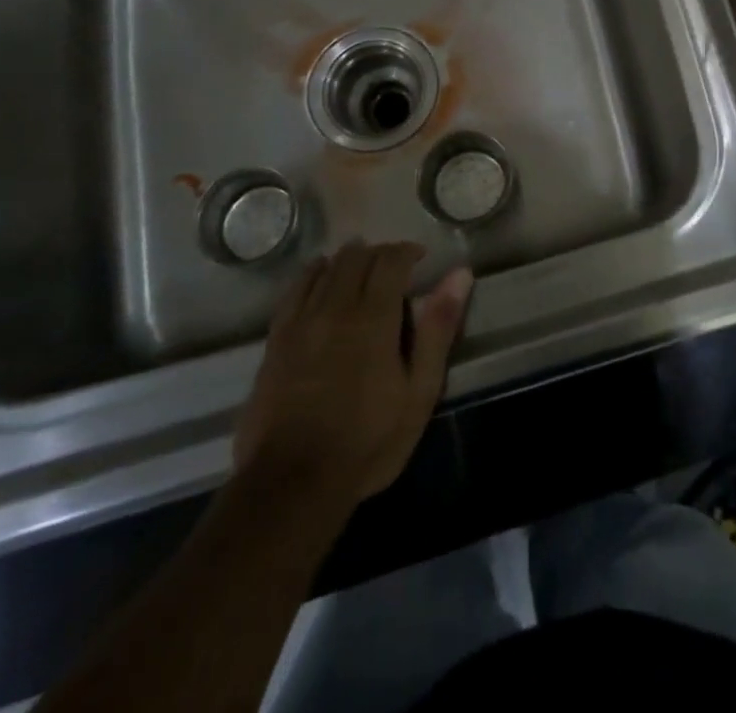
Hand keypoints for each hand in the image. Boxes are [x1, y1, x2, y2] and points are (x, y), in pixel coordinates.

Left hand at [234, 242, 472, 504]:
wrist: (291, 484)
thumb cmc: (368, 441)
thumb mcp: (419, 391)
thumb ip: (438, 328)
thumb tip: (460, 274)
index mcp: (374, 317)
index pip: (391, 260)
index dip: (407, 251)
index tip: (420, 258)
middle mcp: (335, 308)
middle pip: (356, 258)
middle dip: (378, 253)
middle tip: (394, 267)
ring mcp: (300, 322)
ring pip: (325, 269)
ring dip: (347, 260)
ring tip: (361, 269)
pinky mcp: (275, 341)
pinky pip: (294, 291)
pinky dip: (312, 275)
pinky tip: (320, 277)